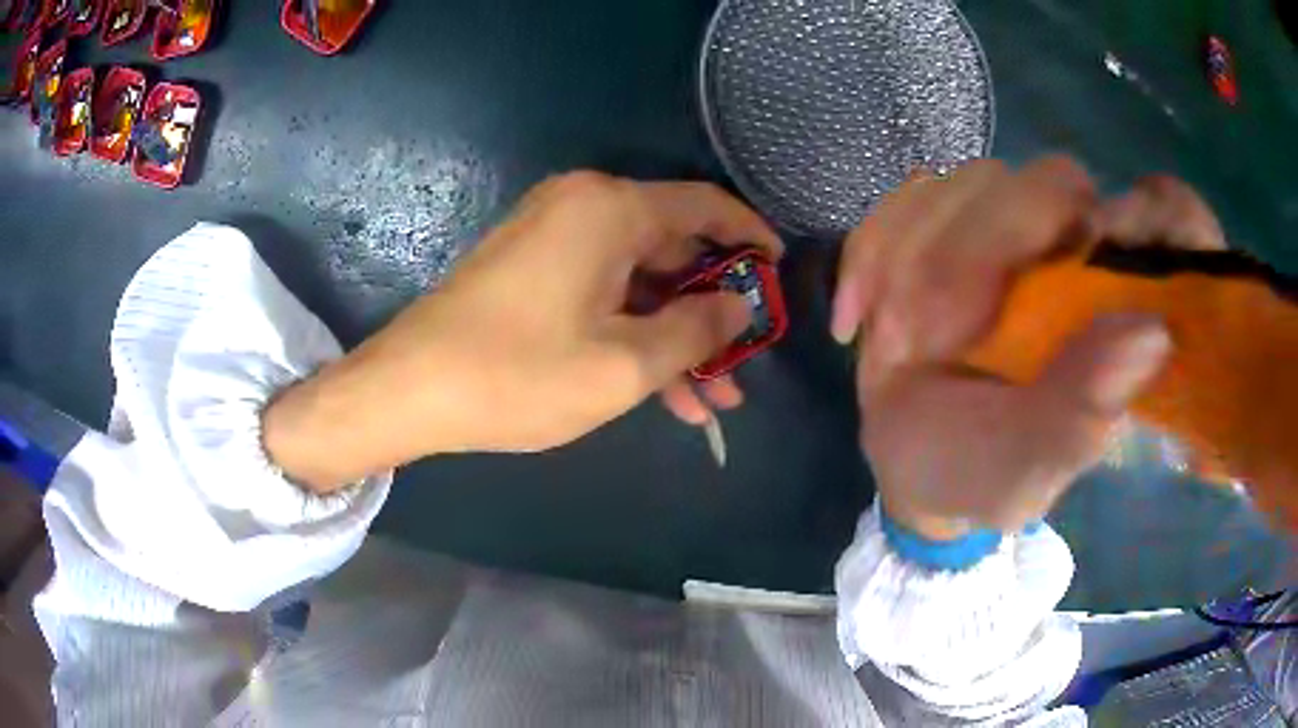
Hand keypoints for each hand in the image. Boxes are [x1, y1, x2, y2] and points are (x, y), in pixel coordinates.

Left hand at [264, 172, 780, 491]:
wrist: (409, 390)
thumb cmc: (517, 376)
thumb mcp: (624, 365)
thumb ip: (696, 330)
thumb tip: (739, 307)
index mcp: (610, 208)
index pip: (706, 205)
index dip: (751, 238)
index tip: (780, 276)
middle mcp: (583, 206)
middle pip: (673, 247)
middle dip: (712, 309)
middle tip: (744, 361)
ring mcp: (553, 237)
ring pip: (639, 280)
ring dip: (675, 335)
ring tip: (712, 398)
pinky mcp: (533, 268)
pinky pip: (602, 292)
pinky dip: (633, 332)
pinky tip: (663, 390)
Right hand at [831, 159, 1219, 539]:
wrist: (910, 461)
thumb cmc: (977, 473)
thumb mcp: (1025, 471)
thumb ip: (1081, 416)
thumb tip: (1150, 335)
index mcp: (1119, 310)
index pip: (1166, 217)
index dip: (1150, 213)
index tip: (1098, 245)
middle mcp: (1075, 251)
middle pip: (1052, 183)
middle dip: (981, 248)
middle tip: (928, 333)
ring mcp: (1008, 226)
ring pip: (971, 182)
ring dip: (914, 257)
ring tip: (893, 341)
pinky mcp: (945, 220)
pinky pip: (906, 198)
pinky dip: (871, 252)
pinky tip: (858, 315)